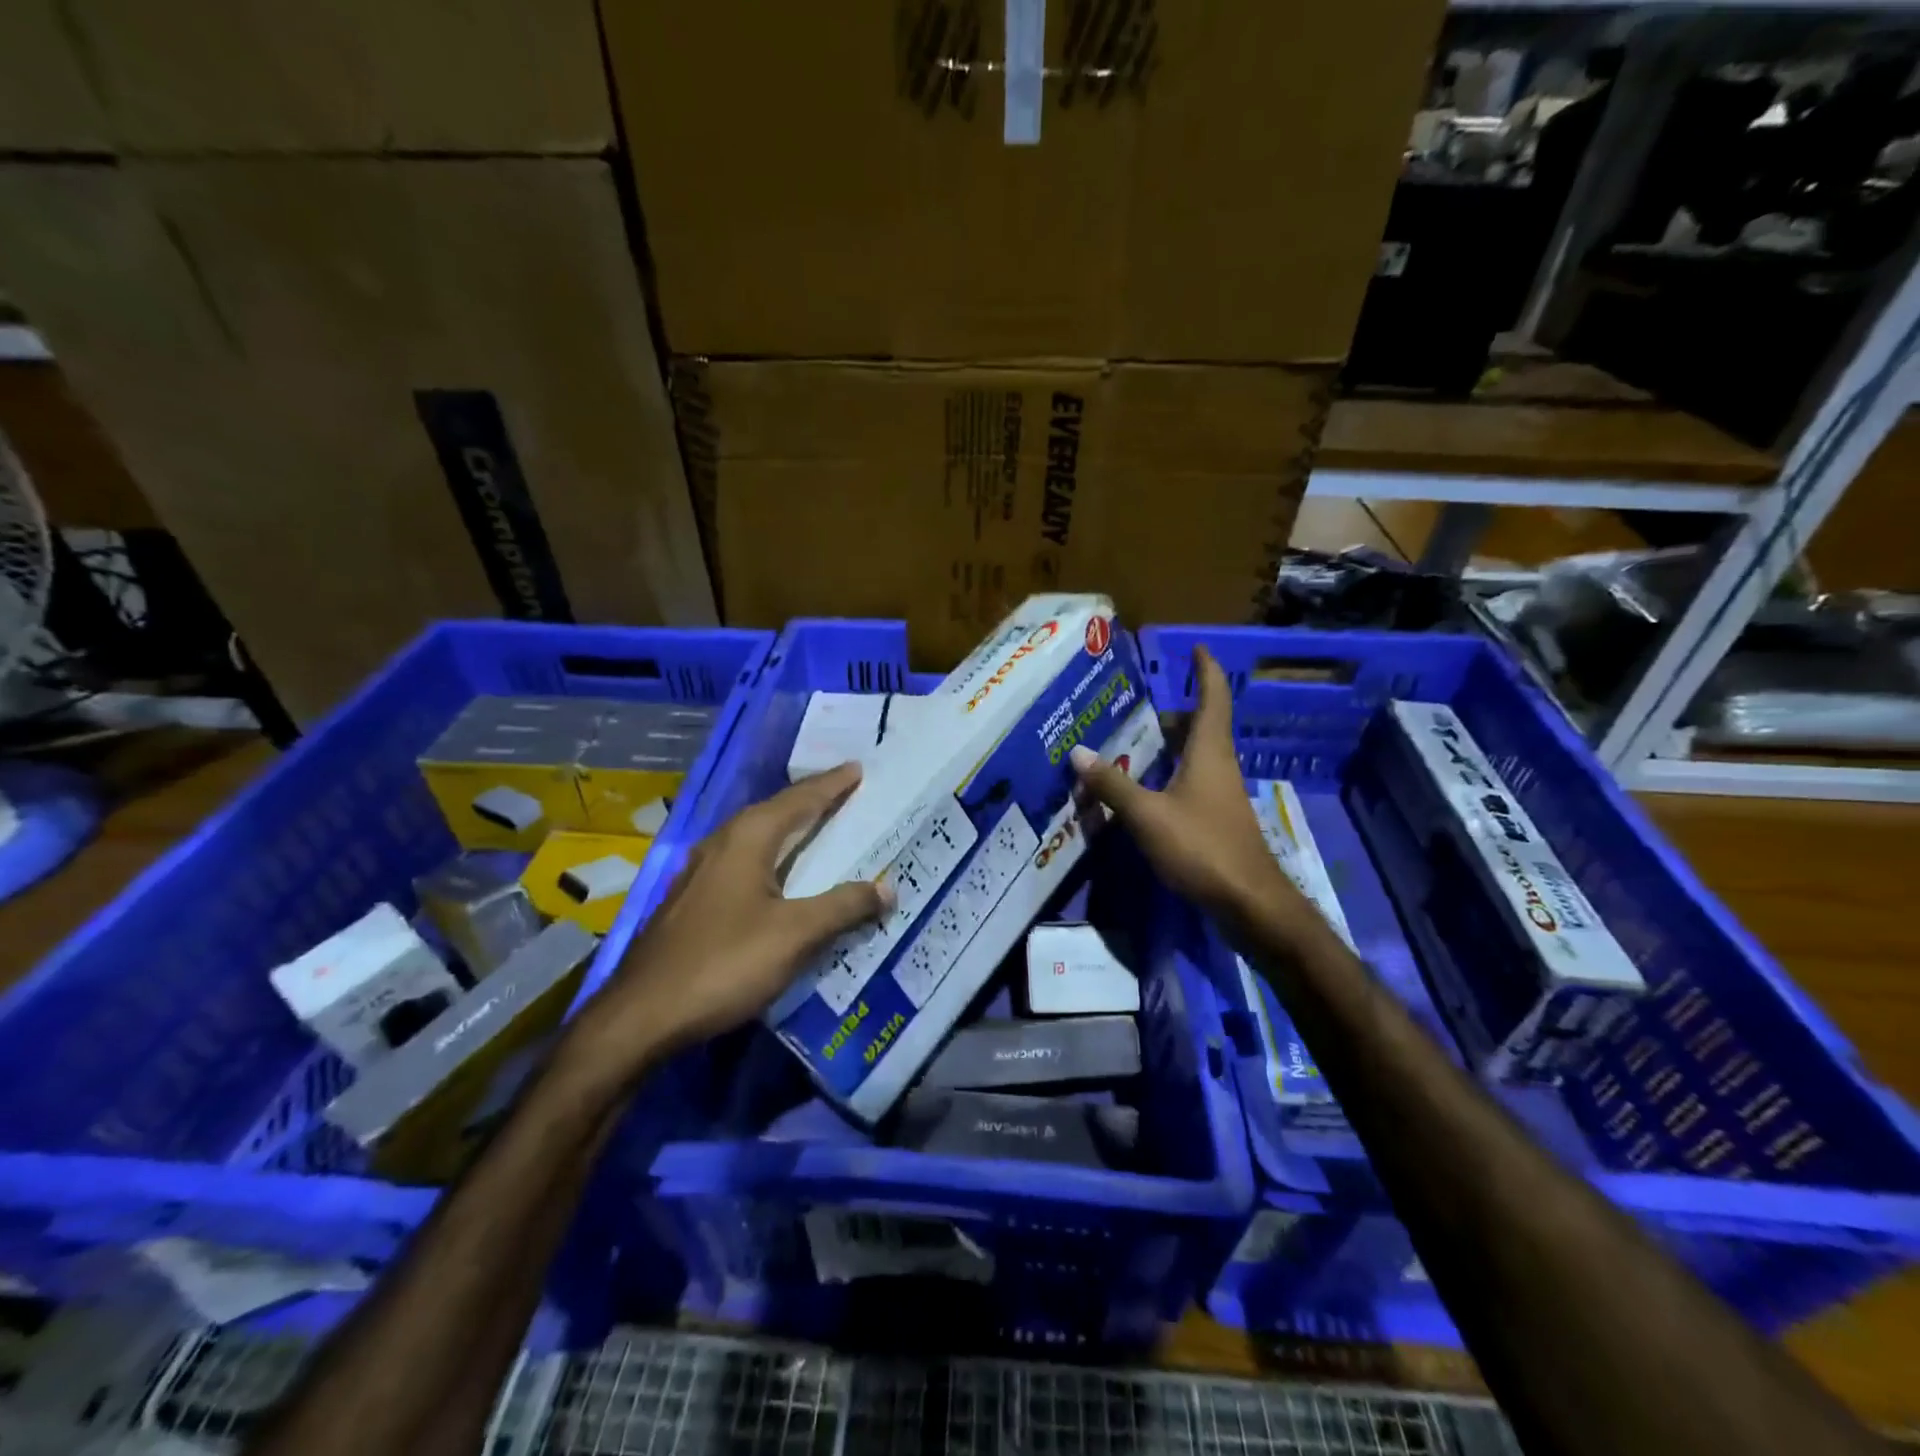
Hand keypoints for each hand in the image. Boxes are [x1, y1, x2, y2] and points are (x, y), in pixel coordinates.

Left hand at [564, 764, 891, 1088]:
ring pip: (757, 837)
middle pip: (776, 812)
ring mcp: (701, 871)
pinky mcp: (692, 899)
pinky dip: (773, 858)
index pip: (800, 799)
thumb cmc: (724, 963)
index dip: (832, 784)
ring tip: (821, 829)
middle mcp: (722, 843)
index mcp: (748, 838)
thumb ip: (844, 907)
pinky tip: (782, 878)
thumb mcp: (795, 935)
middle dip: (812, 801)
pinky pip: (744, 862)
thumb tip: (888, 887)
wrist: (642, 1015)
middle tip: (847, 794)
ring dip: (791, 830)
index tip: (858, 768)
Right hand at [1068, 645, 1311, 930]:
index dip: (1205, 670)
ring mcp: (1221, 794)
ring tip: (1133, 745)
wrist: (1249, 901)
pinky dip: (1171, 774)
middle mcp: (1219, 765)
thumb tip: (1078, 753)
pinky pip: (1193, 781)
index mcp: (1209, 752)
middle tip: (1138, 710)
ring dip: (1171, 745)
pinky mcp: (1218, 819)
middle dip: (1174, 714)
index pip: (1213, 697)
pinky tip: (1146, 790)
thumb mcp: (1148, 815)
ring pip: (1197, 755)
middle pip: (1202, 726)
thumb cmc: (1202, 847)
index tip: (1197, 647)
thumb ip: (1113, 785)